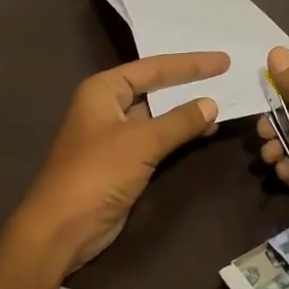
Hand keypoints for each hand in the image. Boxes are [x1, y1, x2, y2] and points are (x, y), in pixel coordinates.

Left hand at [15, 52, 228, 272]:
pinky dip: (178, 134)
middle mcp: (107, 106)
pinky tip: (203, 133)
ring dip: (185, 112)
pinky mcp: (122, 161)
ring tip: (222, 104)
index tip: (223, 61)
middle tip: (225, 75)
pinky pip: (156, 139)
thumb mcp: (142, 142)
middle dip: (187, 83)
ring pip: (157, 115)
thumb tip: (212, 103)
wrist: (63, 227)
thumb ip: (179, 121)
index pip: (153, 67)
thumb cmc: (97, 173)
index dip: (189, 64)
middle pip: (154, 87)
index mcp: (103, 89)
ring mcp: (114, 134)